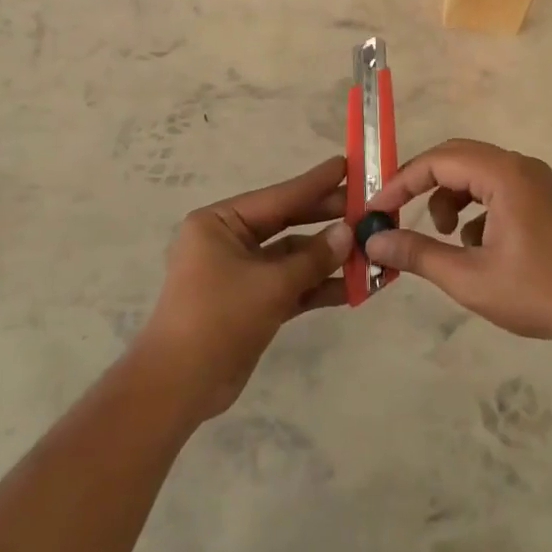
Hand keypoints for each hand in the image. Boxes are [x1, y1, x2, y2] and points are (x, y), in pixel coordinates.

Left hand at [135, 155, 354, 419]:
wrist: (179, 386)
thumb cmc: (218, 318)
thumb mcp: (270, 284)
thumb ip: (313, 257)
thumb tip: (349, 232)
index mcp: (219, 223)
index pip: (277, 197)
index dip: (315, 183)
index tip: (348, 165)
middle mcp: (228, 242)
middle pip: (286, 224)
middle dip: (327, 221)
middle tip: (368, 208)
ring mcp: (240, 274)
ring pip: (292, 258)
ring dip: (328, 259)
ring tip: (372, 251)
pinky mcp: (251, 303)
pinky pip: (290, 286)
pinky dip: (317, 287)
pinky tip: (355, 287)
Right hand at [363, 139, 551, 346]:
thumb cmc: (538, 292)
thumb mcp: (469, 277)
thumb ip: (417, 254)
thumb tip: (374, 242)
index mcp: (504, 175)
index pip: (438, 161)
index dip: (402, 182)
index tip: (376, 209)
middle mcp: (521, 167)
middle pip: (457, 158)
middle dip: (423, 185)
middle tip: (398, 213)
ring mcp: (538, 182)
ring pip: (477, 174)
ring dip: (451, 198)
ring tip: (445, 237)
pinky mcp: (546, 201)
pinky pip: (498, 189)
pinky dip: (476, 208)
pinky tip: (478, 247)